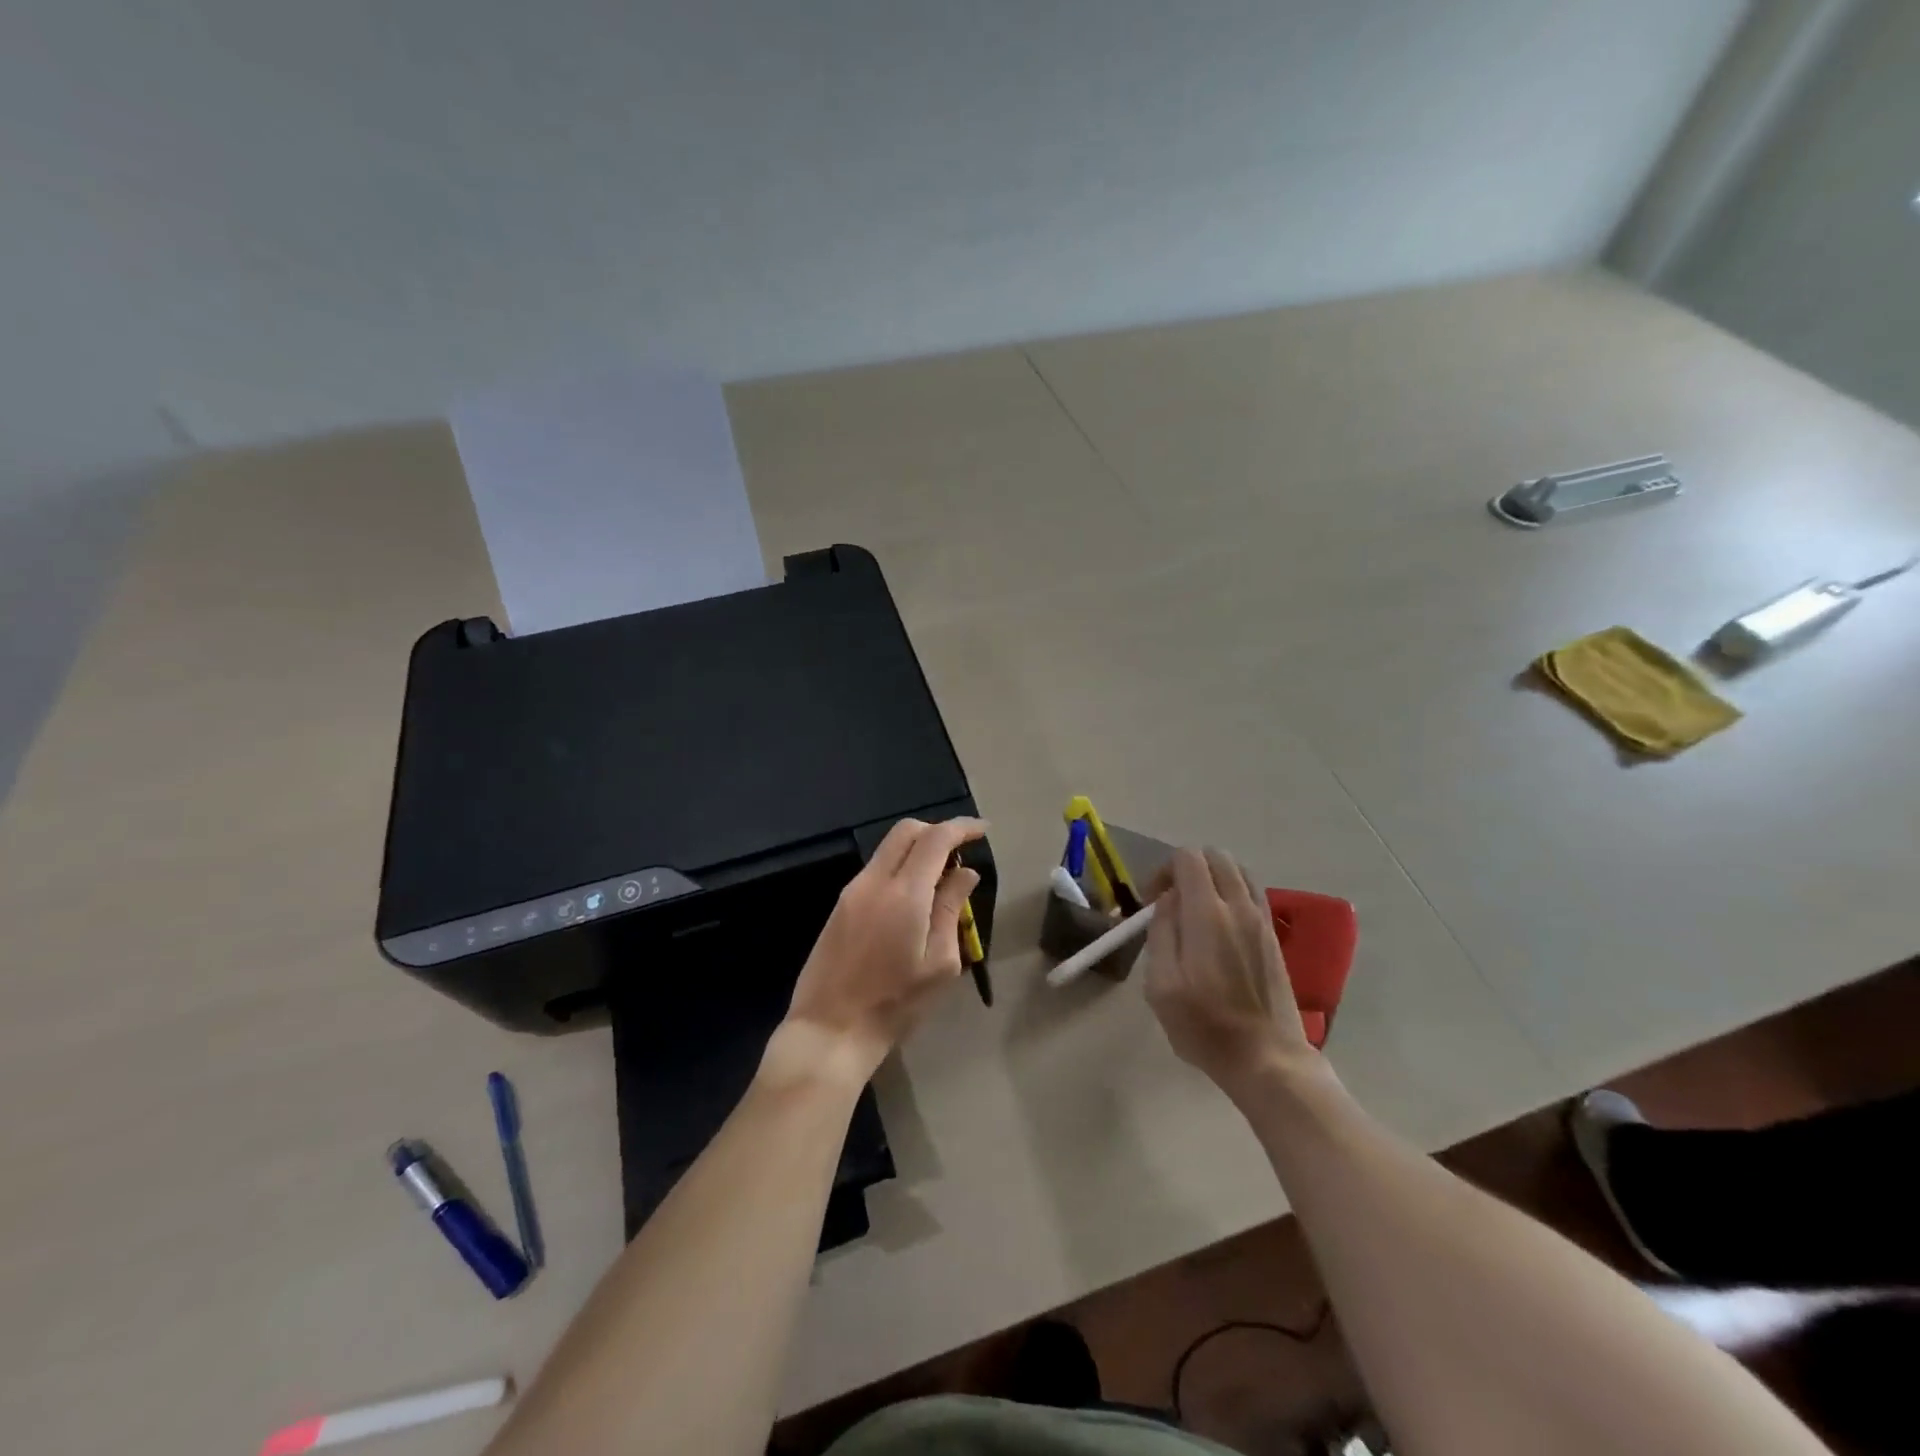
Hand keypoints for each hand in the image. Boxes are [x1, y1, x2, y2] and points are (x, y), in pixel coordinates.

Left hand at [779, 817, 985, 1081]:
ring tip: (941, 880)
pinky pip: (876, 870)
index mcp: (904, 893)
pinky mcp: (840, 906)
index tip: (983, 831)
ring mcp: (852, 891)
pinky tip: (914, 898)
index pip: (935, 839)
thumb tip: (965, 874)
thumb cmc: (894, 1005)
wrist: (829, 1030)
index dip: (961, 827)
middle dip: (937, 831)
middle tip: (961, 853)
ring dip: (917, 850)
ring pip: (888, 848)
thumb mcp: (939, 964)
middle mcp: (874, 881)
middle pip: (906, 831)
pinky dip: (900, 868)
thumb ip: (952, 910)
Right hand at [1143, 846, 1320, 1097]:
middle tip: (1171, 902)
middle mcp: (1239, 906)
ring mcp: (1262, 919)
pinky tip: (1219, 927)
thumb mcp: (1161, 985)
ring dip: (1212, 878)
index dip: (1164, 870)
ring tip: (1195, 911)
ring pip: (1238, 871)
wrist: (1267, 1058)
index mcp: (1208, 914)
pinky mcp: (1273, 936)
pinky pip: (1252, 892)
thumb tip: (1167, 901)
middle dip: (1187, 868)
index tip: (1152, 901)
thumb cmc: (1205, 1026)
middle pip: (1216, 856)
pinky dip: (1232, 893)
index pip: (1188, 858)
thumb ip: (1161, 933)